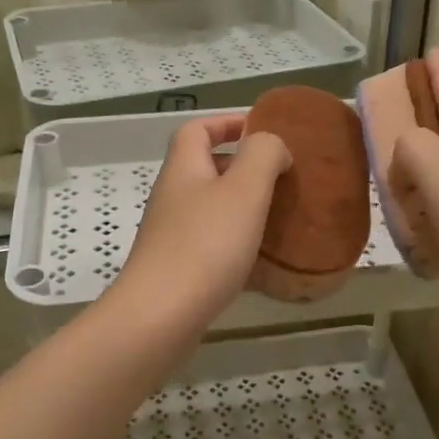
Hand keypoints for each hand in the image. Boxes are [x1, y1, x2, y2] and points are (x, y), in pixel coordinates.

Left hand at [114, 115, 290, 330]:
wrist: (159, 316)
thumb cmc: (205, 245)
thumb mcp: (244, 190)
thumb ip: (263, 155)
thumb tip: (273, 145)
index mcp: (184, 169)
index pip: (197, 129)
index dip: (226, 122)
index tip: (260, 130)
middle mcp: (172, 196)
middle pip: (203, 167)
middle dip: (240, 166)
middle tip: (279, 177)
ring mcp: (170, 234)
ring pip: (208, 205)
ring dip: (240, 205)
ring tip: (275, 215)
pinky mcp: (175, 267)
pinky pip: (209, 240)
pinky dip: (234, 240)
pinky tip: (257, 258)